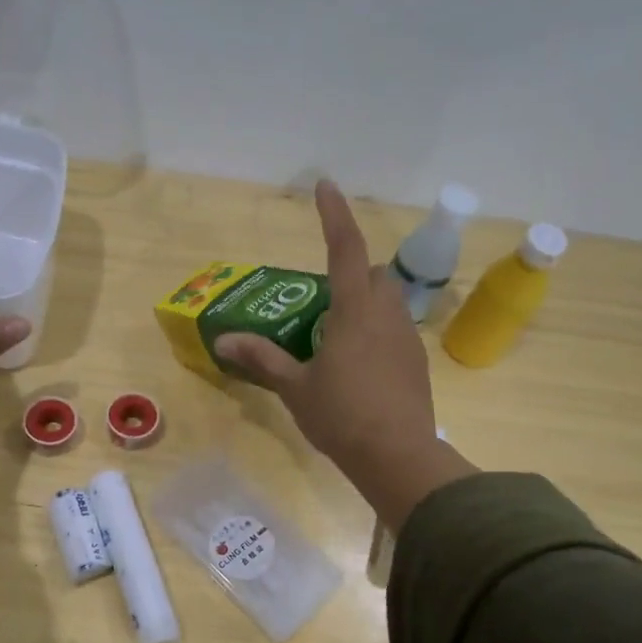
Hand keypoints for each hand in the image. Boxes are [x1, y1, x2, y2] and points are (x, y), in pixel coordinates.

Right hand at [214, 180, 473, 528]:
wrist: (398, 457)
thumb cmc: (342, 416)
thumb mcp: (295, 387)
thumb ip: (263, 358)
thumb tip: (224, 339)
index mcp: (355, 311)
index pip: (345, 248)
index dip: (334, 214)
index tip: (324, 185)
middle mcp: (386, 315)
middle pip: (375, 274)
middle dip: (353, 273)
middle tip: (323, 302)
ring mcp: (407, 339)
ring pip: (388, 302)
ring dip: (365, 304)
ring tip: (336, 337)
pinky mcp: (417, 363)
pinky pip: (395, 330)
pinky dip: (376, 332)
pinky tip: (359, 365)